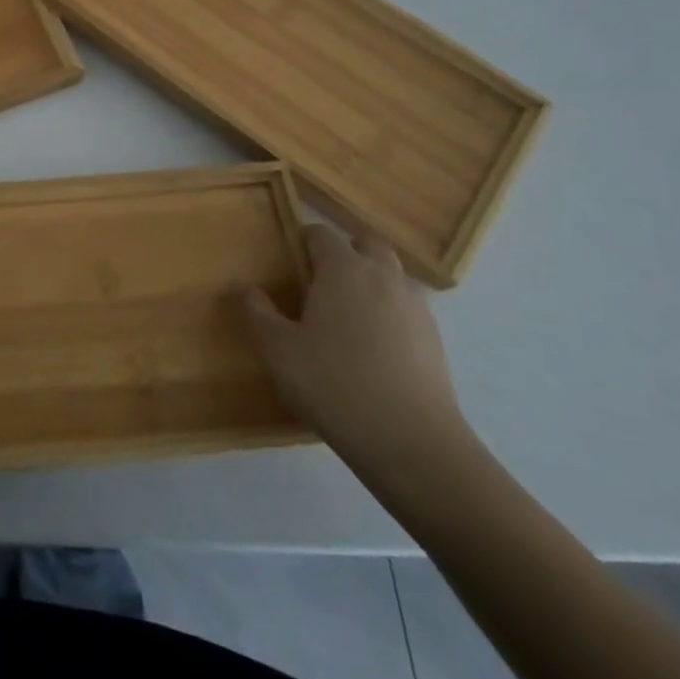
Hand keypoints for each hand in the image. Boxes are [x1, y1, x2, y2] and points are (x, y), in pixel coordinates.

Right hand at [243, 225, 470, 475]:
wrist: (413, 444)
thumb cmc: (334, 384)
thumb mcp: (278, 350)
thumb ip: (257, 312)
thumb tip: (242, 286)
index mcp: (344, 269)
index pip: (321, 233)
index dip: (303, 240)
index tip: (288, 261)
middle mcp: (383, 277)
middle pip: (367, 244)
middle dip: (345, 251)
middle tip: (321, 280)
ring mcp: (416, 309)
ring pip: (393, 275)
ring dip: (372, 280)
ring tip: (348, 313)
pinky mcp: (436, 341)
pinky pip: (408, 309)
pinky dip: (390, 312)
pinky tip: (374, 346)